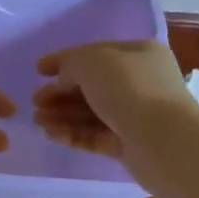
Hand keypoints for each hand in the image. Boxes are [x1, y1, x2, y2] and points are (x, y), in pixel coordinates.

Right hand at [33, 41, 196, 160]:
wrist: (163, 140)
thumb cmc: (129, 89)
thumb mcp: (92, 61)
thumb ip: (70, 63)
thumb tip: (63, 80)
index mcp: (138, 54)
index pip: (95, 53)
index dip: (64, 60)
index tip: (38, 71)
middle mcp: (140, 82)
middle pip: (91, 85)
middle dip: (60, 93)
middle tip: (35, 102)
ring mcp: (136, 115)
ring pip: (91, 112)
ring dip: (62, 114)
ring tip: (38, 121)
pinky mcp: (129, 144)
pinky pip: (95, 135)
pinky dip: (73, 133)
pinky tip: (51, 134)